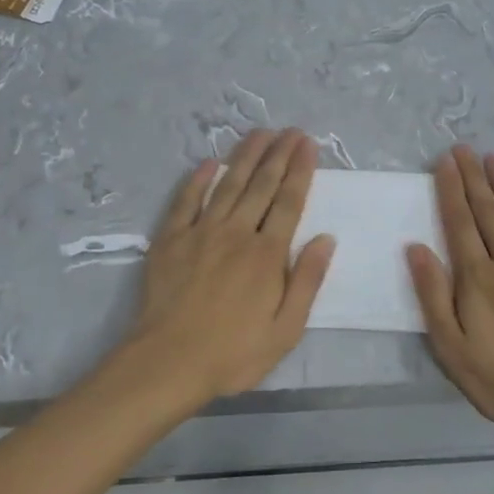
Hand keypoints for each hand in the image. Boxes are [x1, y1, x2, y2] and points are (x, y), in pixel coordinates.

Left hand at [125, 129, 334, 404]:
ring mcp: (201, 232)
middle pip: (261, 185)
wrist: (167, 363)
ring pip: (228, 185)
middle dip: (279, 154)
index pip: (289, 202)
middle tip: (290, 130)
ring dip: (245, 156)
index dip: (300, 170)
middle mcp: (237, 233)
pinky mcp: (171, 240)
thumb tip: (326, 239)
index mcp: (267, 254)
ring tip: (260, 133)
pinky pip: (186, 201)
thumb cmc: (233, 352)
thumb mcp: (286, 329)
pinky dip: (197, 180)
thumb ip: (307, 280)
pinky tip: (208, 163)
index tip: (308, 144)